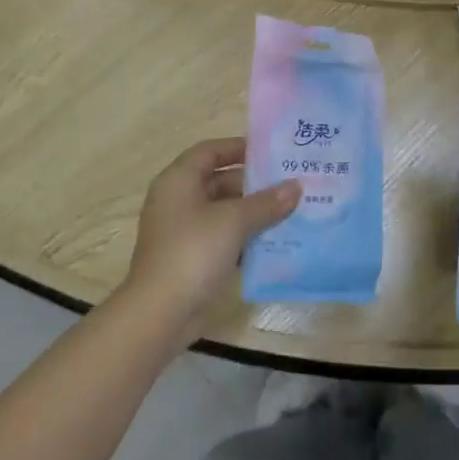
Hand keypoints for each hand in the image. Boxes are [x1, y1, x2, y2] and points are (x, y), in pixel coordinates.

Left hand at [120, 138, 299, 326]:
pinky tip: (275, 242)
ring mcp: (183, 231)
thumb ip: (267, 202)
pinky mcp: (191, 258)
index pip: (210, 151)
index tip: (271, 152)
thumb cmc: (194, 251)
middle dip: (254, 184)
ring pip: (223, 212)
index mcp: (179, 180)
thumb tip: (296, 186)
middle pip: (219, 181)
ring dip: (253, 212)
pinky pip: (223, 238)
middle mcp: (177, 200)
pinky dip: (245, 237)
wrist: (162, 312)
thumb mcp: (234, 221)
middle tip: (291, 184)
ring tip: (291, 210)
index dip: (238, 147)